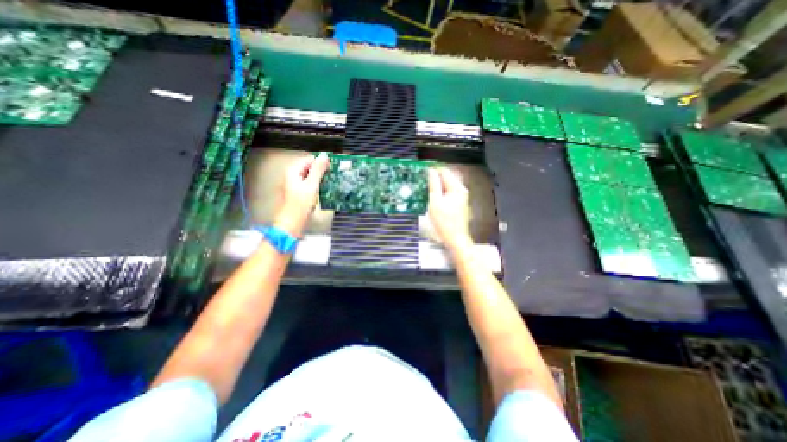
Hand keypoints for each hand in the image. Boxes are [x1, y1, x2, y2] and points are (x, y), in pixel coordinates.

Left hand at [274, 152, 328, 235]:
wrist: (293, 222)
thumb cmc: (301, 204)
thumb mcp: (311, 185)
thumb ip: (318, 170)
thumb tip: (325, 156)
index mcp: (293, 171)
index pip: (309, 159)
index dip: (321, 162)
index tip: (332, 167)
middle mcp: (293, 175)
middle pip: (310, 167)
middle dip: (321, 170)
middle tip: (333, 175)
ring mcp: (296, 184)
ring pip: (311, 175)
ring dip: (321, 177)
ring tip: (331, 181)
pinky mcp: (300, 192)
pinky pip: (310, 183)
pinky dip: (317, 184)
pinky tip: (324, 188)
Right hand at [428, 168, 469, 253]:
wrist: (455, 238)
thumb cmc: (444, 222)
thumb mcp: (435, 202)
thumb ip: (433, 185)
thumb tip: (431, 171)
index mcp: (456, 188)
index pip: (444, 172)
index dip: (432, 171)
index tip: (421, 173)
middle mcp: (461, 190)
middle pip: (446, 178)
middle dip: (434, 179)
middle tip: (422, 183)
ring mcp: (461, 196)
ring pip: (446, 185)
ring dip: (436, 186)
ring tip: (425, 191)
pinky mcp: (458, 203)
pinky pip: (448, 192)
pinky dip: (440, 193)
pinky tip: (433, 198)